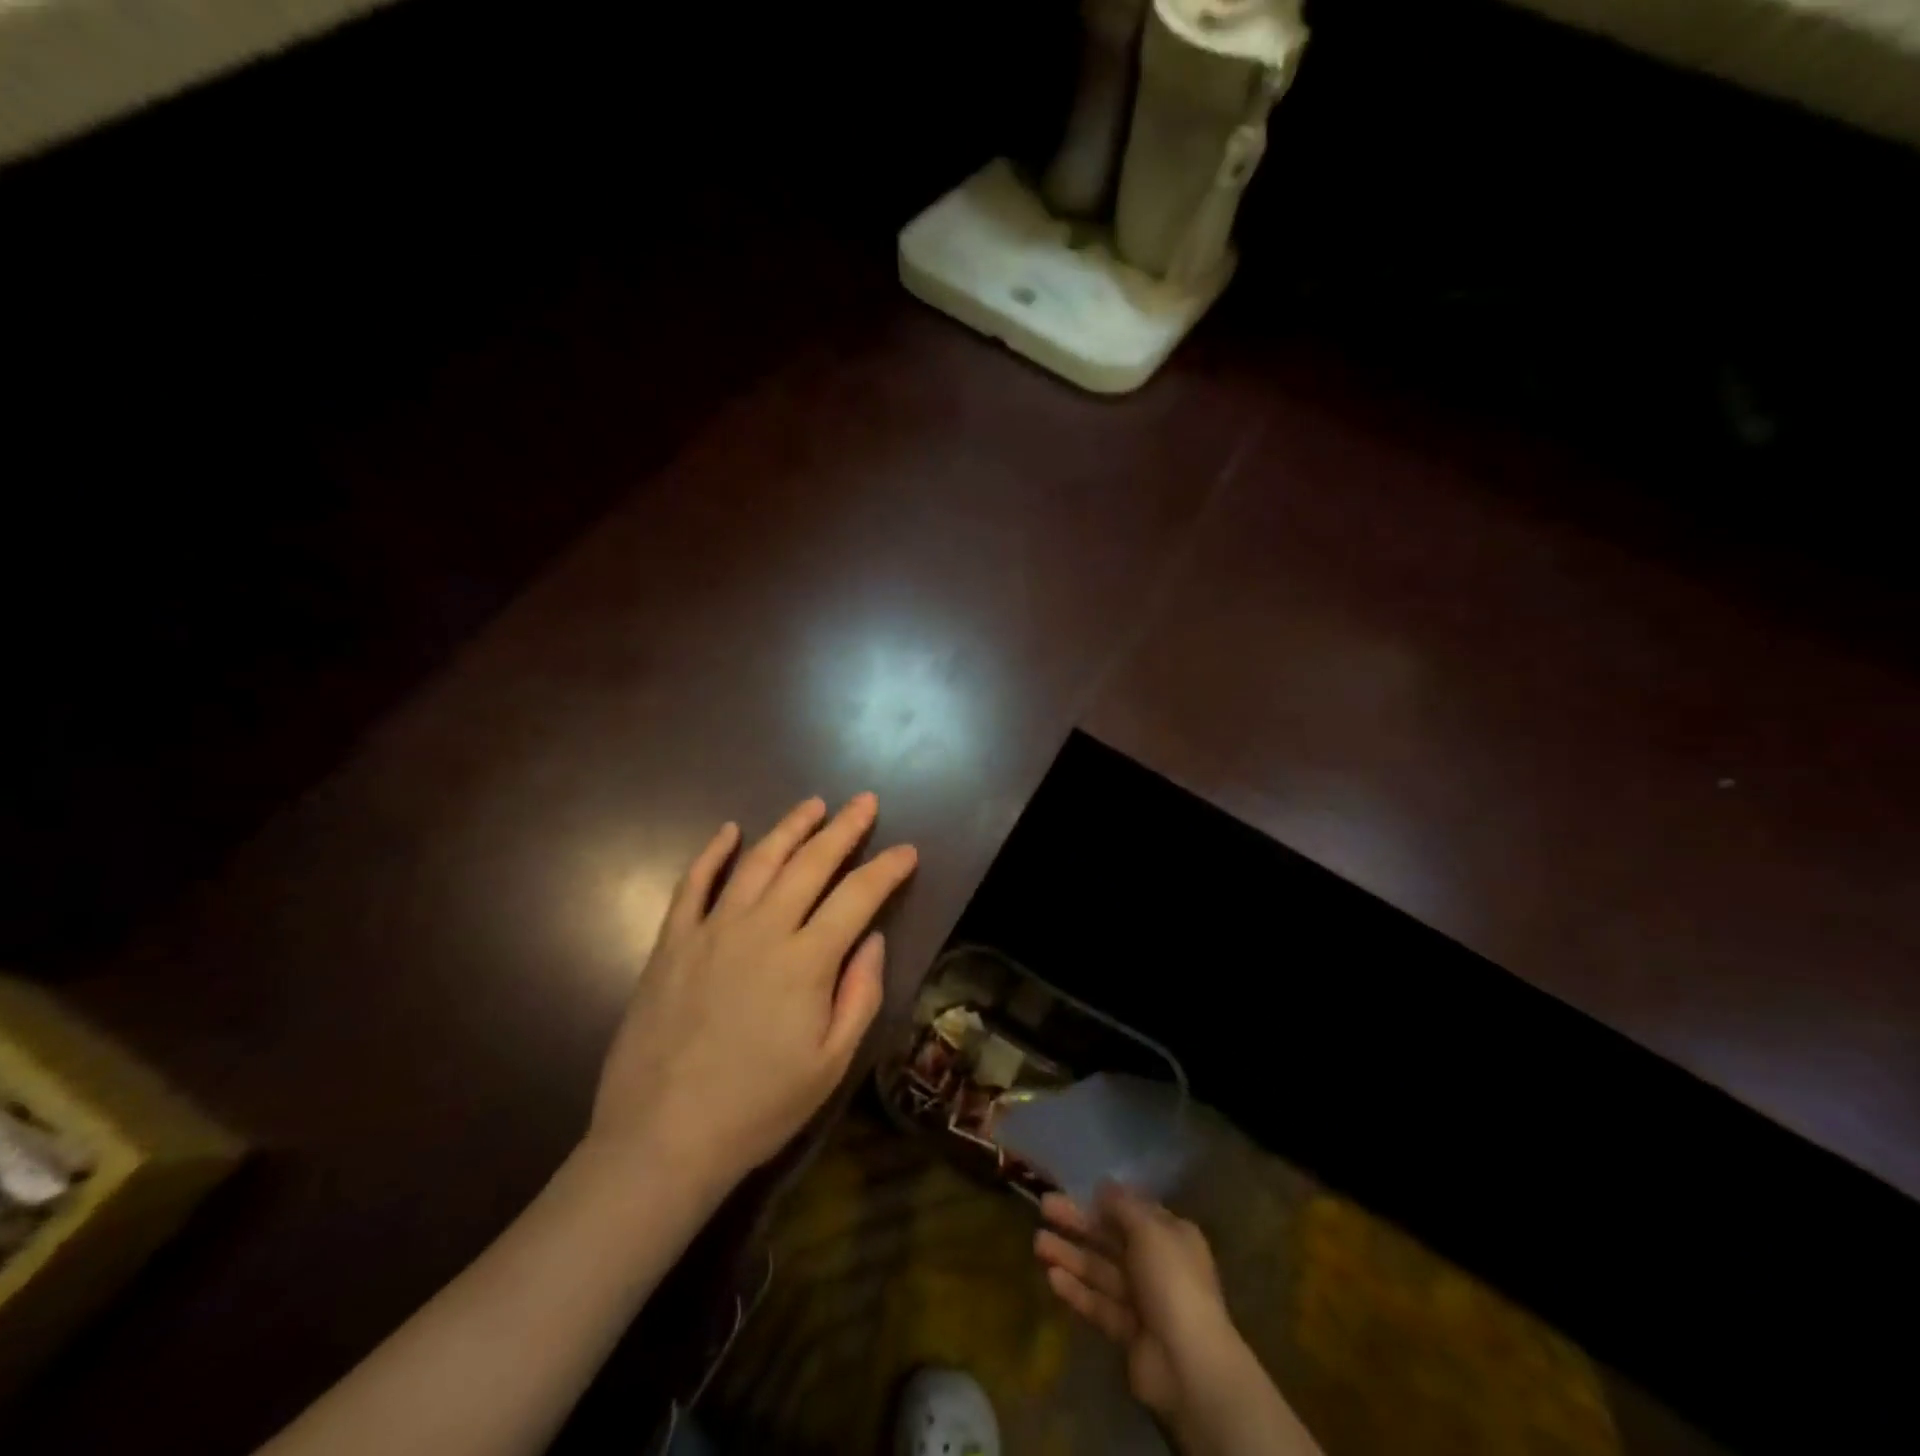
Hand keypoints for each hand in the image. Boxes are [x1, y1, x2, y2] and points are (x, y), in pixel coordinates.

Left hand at [586, 794, 916, 1200]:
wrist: (661, 1139)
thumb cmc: (758, 1108)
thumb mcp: (831, 1064)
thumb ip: (860, 994)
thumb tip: (873, 938)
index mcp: (806, 960)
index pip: (858, 896)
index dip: (888, 868)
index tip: (908, 850)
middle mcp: (762, 929)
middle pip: (810, 863)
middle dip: (844, 828)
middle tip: (865, 802)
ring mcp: (712, 930)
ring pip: (758, 861)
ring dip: (789, 828)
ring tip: (813, 805)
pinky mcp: (672, 943)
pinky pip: (693, 884)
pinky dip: (712, 853)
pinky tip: (728, 831)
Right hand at [1036, 1185, 1246, 1427]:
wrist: (1189, 1364)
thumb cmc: (1172, 1281)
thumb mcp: (1149, 1229)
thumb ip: (1122, 1206)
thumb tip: (1103, 1186)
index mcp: (1171, 1235)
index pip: (1134, 1211)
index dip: (1106, 1201)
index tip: (1076, 1189)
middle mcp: (1157, 1264)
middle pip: (1111, 1238)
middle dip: (1078, 1223)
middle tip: (1044, 1206)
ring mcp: (1142, 1301)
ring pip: (1100, 1270)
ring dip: (1070, 1255)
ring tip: (1037, 1242)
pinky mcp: (1127, 1333)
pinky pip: (1098, 1304)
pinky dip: (1077, 1290)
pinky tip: (1051, 1277)